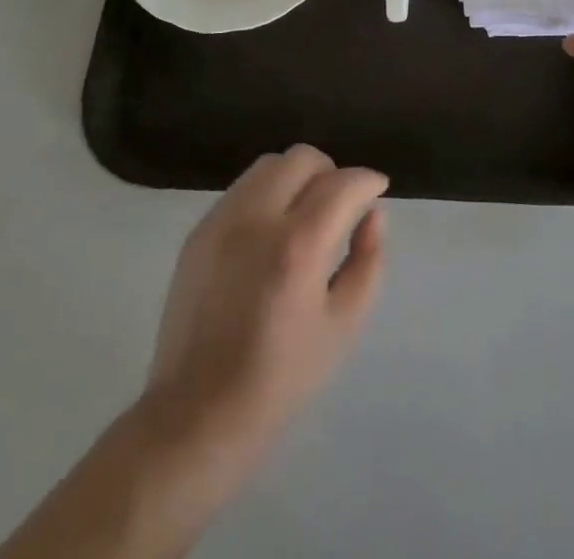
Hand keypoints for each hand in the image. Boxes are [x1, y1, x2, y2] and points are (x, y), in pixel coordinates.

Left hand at [143, 146, 387, 475]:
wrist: (196, 415)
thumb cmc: (280, 378)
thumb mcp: (343, 326)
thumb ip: (367, 261)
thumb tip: (373, 214)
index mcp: (297, 245)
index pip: (342, 184)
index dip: (367, 181)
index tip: (377, 190)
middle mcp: (257, 218)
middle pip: (302, 158)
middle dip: (331, 172)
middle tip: (341, 205)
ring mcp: (221, 220)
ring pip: (268, 165)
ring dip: (296, 177)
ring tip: (304, 215)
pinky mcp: (198, 231)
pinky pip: (242, 190)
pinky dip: (266, 194)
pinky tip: (270, 233)